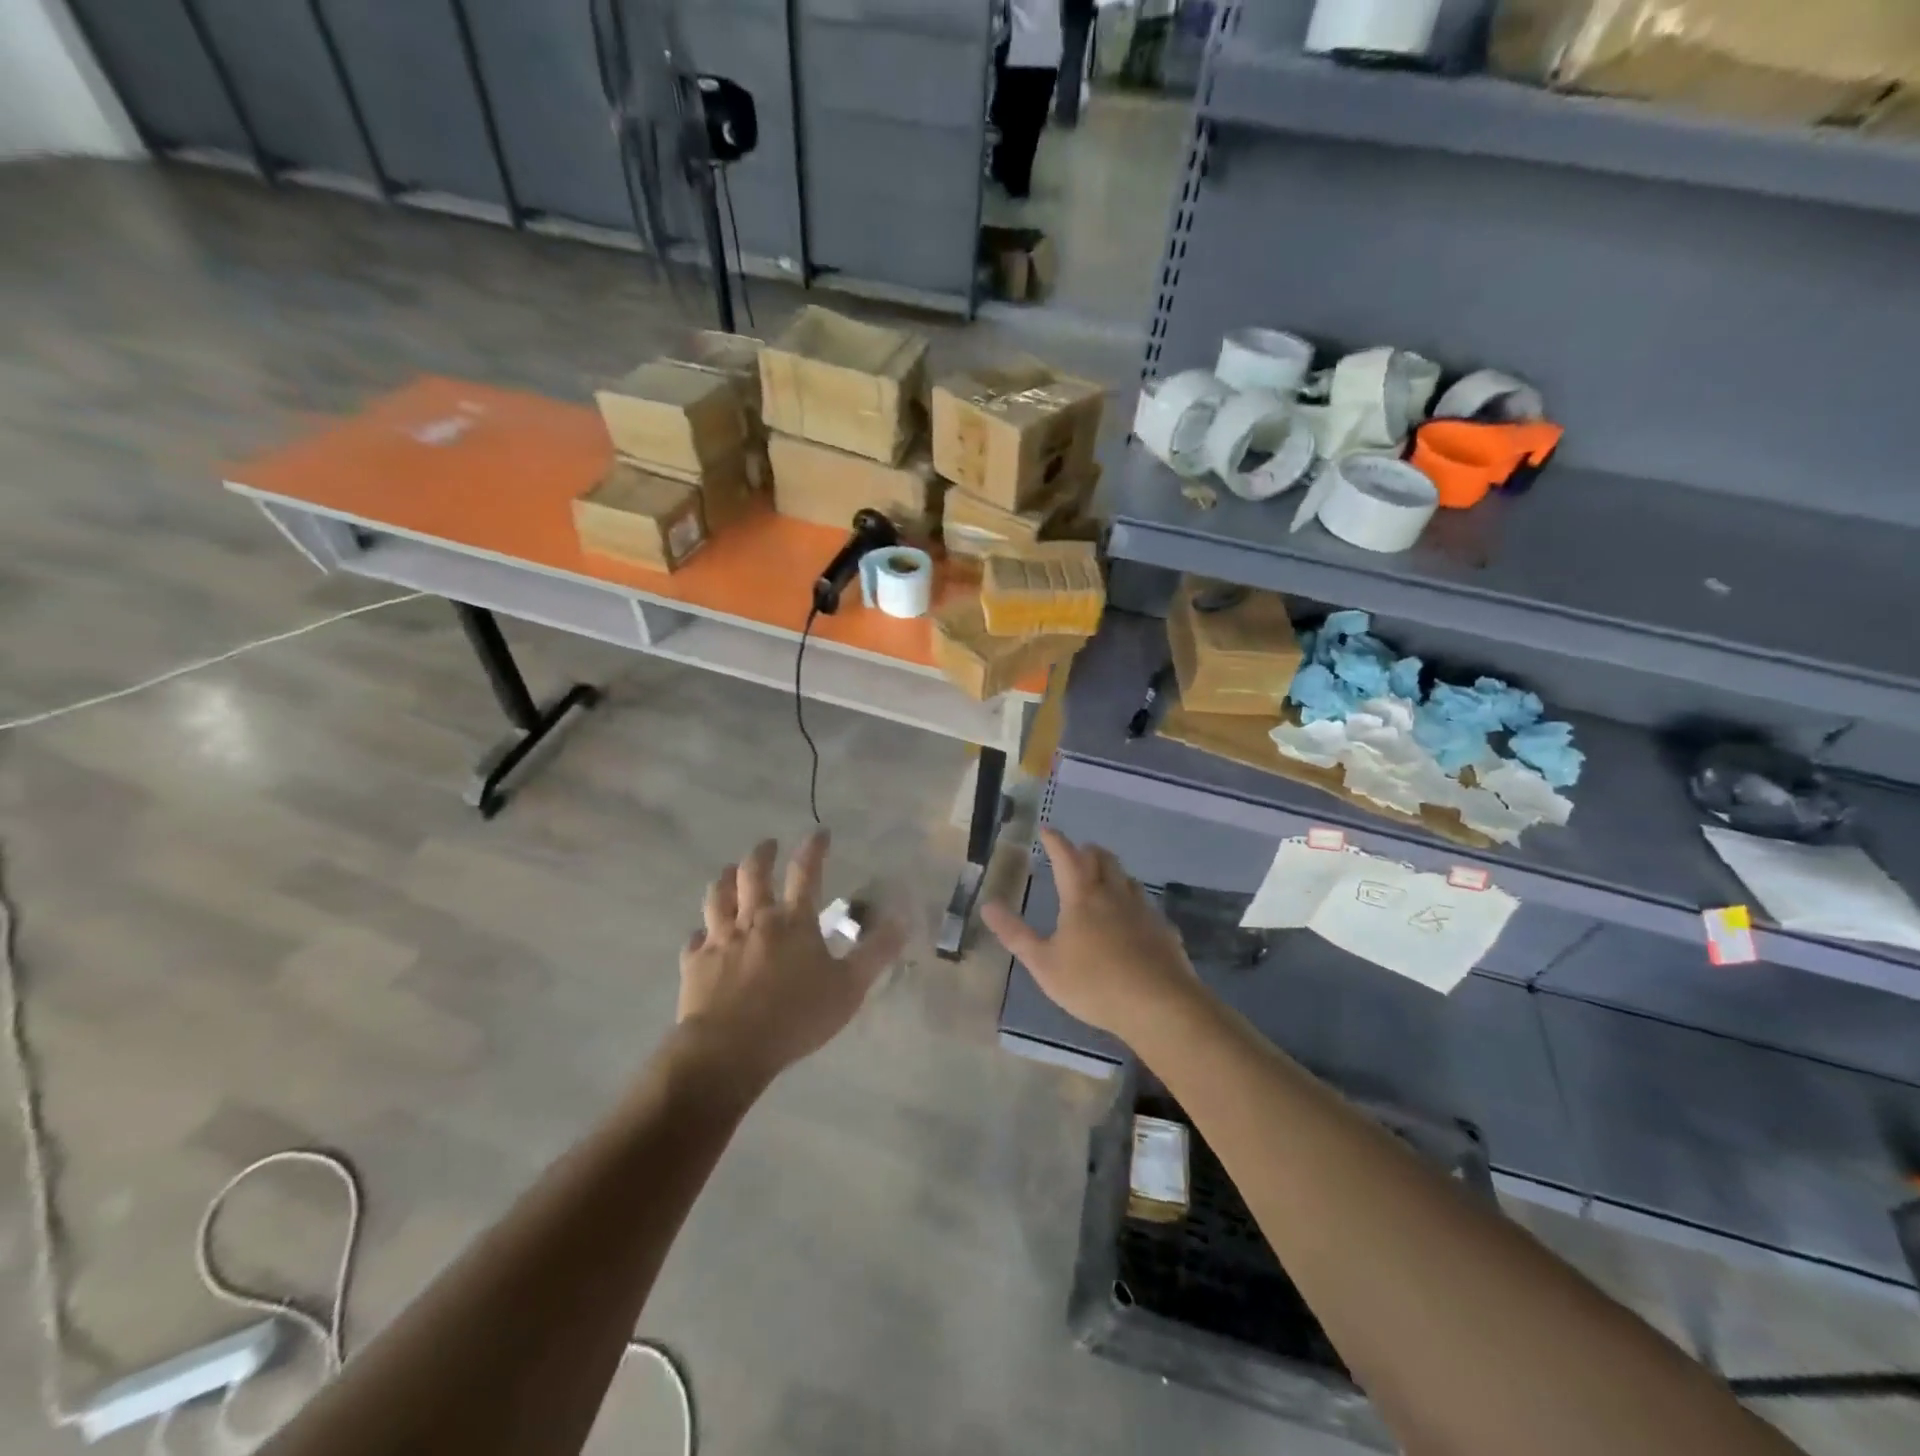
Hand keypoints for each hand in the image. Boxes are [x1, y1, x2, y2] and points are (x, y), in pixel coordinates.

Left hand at [678, 832, 903, 1084]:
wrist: (729, 1048)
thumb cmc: (795, 1016)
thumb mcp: (849, 988)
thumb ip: (875, 953)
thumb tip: (902, 919)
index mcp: (793, 922)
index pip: (805, 872)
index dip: (813, 849)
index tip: (819, 832)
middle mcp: (755, 920)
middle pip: (754, 875)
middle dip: (762, 855)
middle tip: (768, 845)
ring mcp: (720, 940)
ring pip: (718, 897)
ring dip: (725, 880)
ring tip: (730, 871)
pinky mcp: (695, 964)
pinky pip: (694, 940)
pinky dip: (700, 933)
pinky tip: (701, 935)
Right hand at [981, 829, 1198, 1047]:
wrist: (1159, 1005)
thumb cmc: (1094, 984)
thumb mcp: (1044, 964)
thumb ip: (1015, 934)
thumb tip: (988, 905)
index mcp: (1082, 897)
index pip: (1066, 856)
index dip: (1055, 841)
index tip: (1046, 830)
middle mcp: (1114, 894)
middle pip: (1102, 859)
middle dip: (1086, 851)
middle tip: (1075, 854)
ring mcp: (1143, 910)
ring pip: (1127, 878)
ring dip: (1112, 872)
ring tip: (1102, 881)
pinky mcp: (1163, 929)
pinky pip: (1146, 905)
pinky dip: (1133, 902)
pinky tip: (1132, 919)